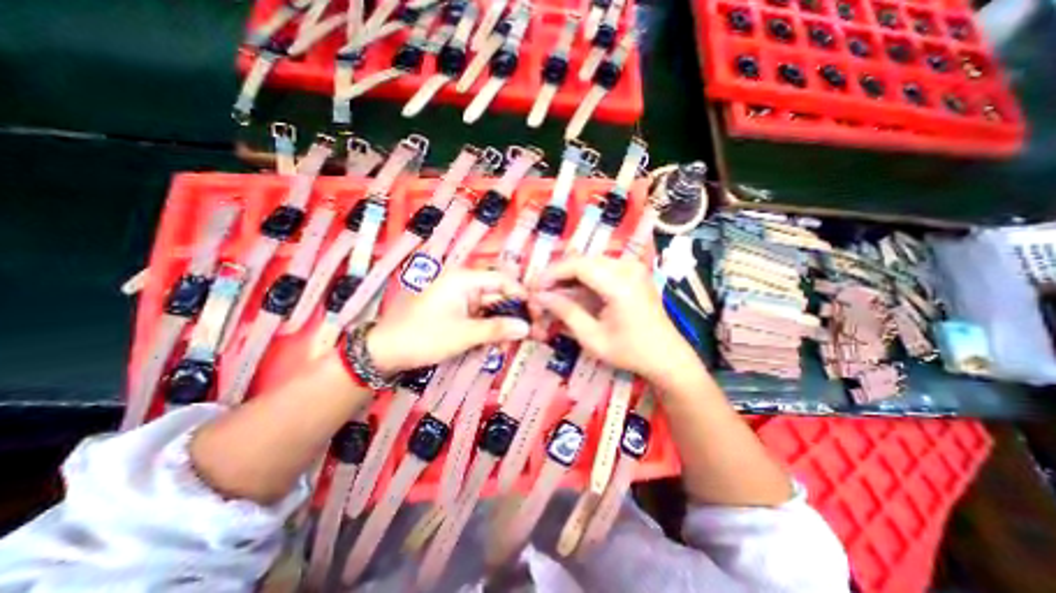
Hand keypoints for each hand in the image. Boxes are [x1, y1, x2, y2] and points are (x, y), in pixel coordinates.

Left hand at [369, 270, 533, 375]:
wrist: (385, 351)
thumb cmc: (424, 336)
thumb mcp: (464, 334)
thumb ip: (497, 329)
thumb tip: (527, 328)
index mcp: (464, 279)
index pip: (502, 280)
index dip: (521, 295)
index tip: (536, 313)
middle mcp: (463, 284)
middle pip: (498, 294)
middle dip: (514, 313)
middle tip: (530, 331)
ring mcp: (459, 298)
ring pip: (490, 307)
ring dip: (502, 324)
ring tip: (513, 342)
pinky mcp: (455, 311)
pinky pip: (479, 316)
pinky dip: (489, 328)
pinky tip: (497, 342)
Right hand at [533, 257, 698, 380]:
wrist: (667, 356)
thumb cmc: (630, 352)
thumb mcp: (592, 338)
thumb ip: (565, 312)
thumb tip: (539, 296)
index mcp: (620, 284)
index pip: (577, 265)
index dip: (551, 274)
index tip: (534, 288)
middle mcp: (627, 268)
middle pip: (582, 261)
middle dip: (557, 276)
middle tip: (540, 293)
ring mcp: (632, 267)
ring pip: (589, 263)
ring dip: (569, 278)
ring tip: (553, 295)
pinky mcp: (632, 272)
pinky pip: (599, 269)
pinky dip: (582, 280)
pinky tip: (572, 294)